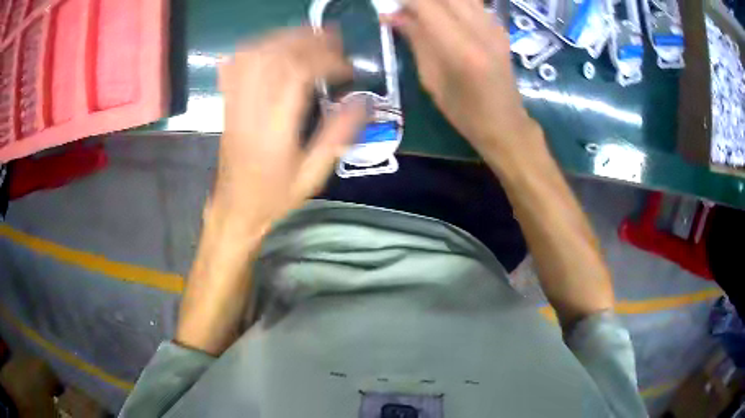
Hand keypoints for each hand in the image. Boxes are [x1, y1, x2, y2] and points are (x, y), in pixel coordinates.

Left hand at [212, 27, 365, 239]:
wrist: (235, 208)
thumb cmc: (275, 196)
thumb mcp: (313, 175)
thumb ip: (337, 137)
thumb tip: (364, 103)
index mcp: (274, 129)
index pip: (297, 75)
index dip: (326, 61)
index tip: (347, 68)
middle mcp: (251, 110)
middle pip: (274, 56)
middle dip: (306, 40)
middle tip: (333, 39)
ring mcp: (235, 104)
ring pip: (253, 55)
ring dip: (282, 39)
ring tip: (308, 36)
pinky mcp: (228, 104)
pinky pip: (235, 66)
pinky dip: (255, 49)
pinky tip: (272, 47)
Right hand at [385, 0, 538, 157]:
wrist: (505, 122)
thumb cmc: (464, 111)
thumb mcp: (431, 79)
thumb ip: (415, 40)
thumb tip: (392, 15)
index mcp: (460, 48)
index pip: (426, 5)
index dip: (406, 1)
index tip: (391, 6)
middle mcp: (480, 29)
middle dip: (421, 0)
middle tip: (406, 9)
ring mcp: (494, 26)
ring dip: (439, 2)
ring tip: (425, 12)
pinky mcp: (500, 28)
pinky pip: (474, 3)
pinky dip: (455, 4)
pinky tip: (446, 16)